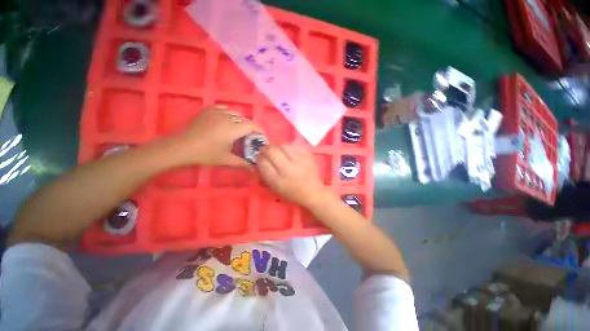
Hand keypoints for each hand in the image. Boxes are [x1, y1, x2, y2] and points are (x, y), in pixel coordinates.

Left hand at [174, 105, 263, 166]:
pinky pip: (225, 108)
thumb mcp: (226, 160)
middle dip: (251, 127)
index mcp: (232, 129)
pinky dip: (231, 114)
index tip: (262, 137)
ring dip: (242, 121)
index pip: (252, 125)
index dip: (260, 130)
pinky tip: (228, 120)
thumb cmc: (205, 154)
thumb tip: (254, 168)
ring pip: (236, 113)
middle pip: (246, 119)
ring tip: (240, 130)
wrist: (181, 147)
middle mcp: (227, 117)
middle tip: (251, 137)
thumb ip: (242, 163)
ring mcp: (217, 112)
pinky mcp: (209, 110)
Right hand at [257, 144, 331, 208]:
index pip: (264, 164)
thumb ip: (266, 173)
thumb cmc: (292, 192)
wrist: (312, 192)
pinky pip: (295, 145)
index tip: (259, 155)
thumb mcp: (276, 187)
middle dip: (266, 149)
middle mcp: (289, 170)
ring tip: (277, 150)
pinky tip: (288, 150)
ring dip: (277, 146)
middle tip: (266, 150)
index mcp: (279, 181)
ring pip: (284, 146)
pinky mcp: (308, 156)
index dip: (260, 157)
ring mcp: (300, 161)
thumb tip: (260, 158)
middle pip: (273, 152)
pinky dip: (289, 146)